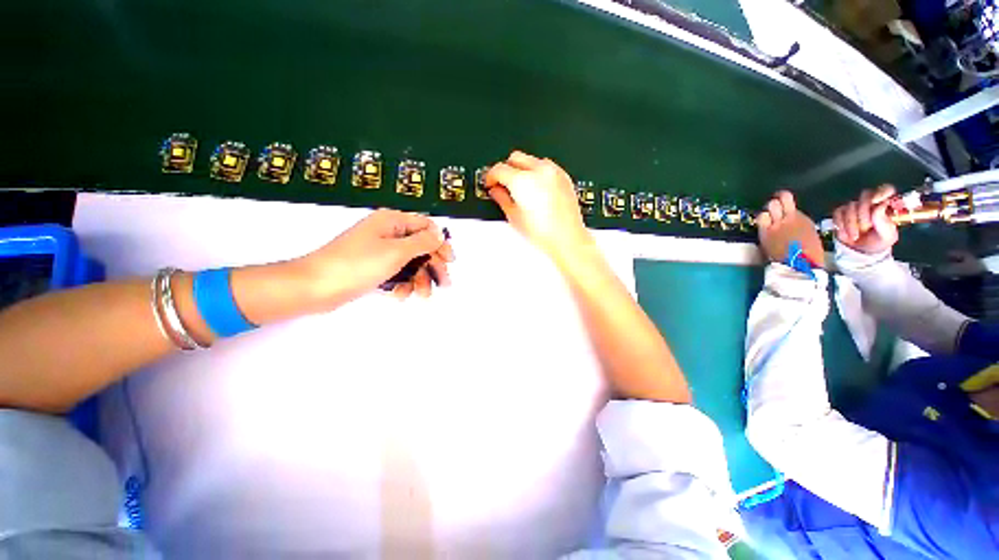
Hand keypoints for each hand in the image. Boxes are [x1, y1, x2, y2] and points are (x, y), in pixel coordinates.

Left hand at [295, 209, 454, 304]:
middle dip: (432, 266)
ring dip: (419, 279)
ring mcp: (380, 252)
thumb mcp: (396, 251)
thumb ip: (422, 242)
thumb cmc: (357, 264)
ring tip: (421, 294)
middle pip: (421, 247)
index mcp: (392, 222)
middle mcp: (388, 234)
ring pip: (411, 263)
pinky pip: (397, 273)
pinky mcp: (373, 268)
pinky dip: (402, 284)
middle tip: (444, 284)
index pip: (426, 227)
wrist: (315, 287)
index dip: (440, 243)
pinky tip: (399, 294)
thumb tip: (440, 233)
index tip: (450, 261)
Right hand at [485, 151, 592, 261]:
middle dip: (506, 169)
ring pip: (532, 160)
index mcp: (523, 181)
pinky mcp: (564, 177)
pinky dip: (538, 173)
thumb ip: (502, 199)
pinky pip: (546, 167)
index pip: (499, 169)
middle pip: (516, 157)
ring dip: (523, 169)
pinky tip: (536, 190)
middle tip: (503, 185)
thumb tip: (496, 191)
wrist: (567, 239)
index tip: (490, 183)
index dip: (491, 176)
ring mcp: (554, 172)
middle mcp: (539, 171)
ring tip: (521, 189)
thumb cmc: (544, 233)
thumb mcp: (514, 217)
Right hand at [832, 185, 898, 254]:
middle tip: (866, 227)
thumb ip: (885, 222)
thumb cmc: (879, 241)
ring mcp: (854, 207)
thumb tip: (880, 206)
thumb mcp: (888, 235)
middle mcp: (870, 202)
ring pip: (850, 207)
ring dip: (851, 224)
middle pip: (865, 197)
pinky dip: (841, 226)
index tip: (876, 201)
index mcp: (885, 204)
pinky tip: (846, 234)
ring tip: (855, 236)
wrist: (862, 250)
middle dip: (863, 212)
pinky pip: (837, 214)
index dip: (881, 192)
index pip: (885, 189)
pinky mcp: (840, 213)